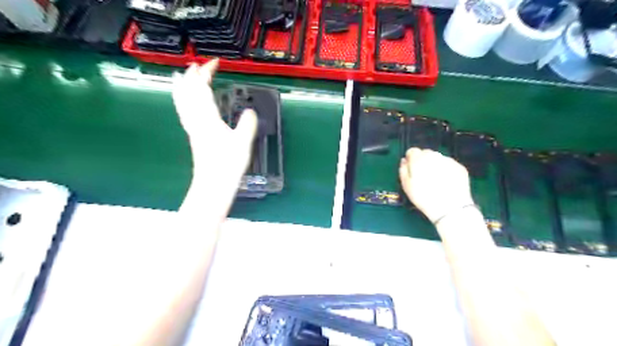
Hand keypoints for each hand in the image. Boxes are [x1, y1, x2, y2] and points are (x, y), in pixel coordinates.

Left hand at [172, 61, 256, 214]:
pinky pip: (184, 112)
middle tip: (197, 65)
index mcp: (207, 119)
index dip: (206, 73)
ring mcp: (192, 129)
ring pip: (182, 102)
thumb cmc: (227, 166)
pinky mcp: (194, 137)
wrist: (212, 187)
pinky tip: (187, 104)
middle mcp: (196, 121)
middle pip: (188, 93)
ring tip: (183, 77)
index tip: (215, 62)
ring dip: (184, 87)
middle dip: (192, 76)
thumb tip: (250, 111)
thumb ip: (247, 124)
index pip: (202, 89)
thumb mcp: (243, 143)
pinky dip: (183, 101)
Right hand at [401, 147, 473, 223]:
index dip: (410, 160)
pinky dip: (446, 171)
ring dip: (434, 166)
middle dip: (423, 162)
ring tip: (435, 181)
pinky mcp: (459, 167)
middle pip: (425, 154)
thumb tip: (404, 161)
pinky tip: (445, 183)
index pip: (412, 151)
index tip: (411, 169)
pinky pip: (449, 165)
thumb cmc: (424, 197)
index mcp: (419, 158)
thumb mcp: (406, 185)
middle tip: (423, 177)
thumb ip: (403, 169)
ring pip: (437, 159)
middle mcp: (434, 155)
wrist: (450, 207)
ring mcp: (448, 160)